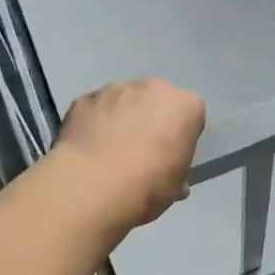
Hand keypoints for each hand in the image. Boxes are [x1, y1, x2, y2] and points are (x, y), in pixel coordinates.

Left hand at [53, 78, 206, 230]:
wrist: (94, 185)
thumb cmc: (148, 185)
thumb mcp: (176, 186)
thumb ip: (177, 171)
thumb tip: (173, 178)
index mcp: (185, 106)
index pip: (190, 115)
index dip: (180, 136)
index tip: (170, 155)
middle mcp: (153, 88)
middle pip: (156, 100)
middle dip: (150, 118)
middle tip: (140, 150)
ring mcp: (115, 89)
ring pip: (123, 100)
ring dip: (121, 117)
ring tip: (109, 150)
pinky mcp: (84, 98)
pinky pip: (95, 109)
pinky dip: (94, 122)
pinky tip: (88, 148)